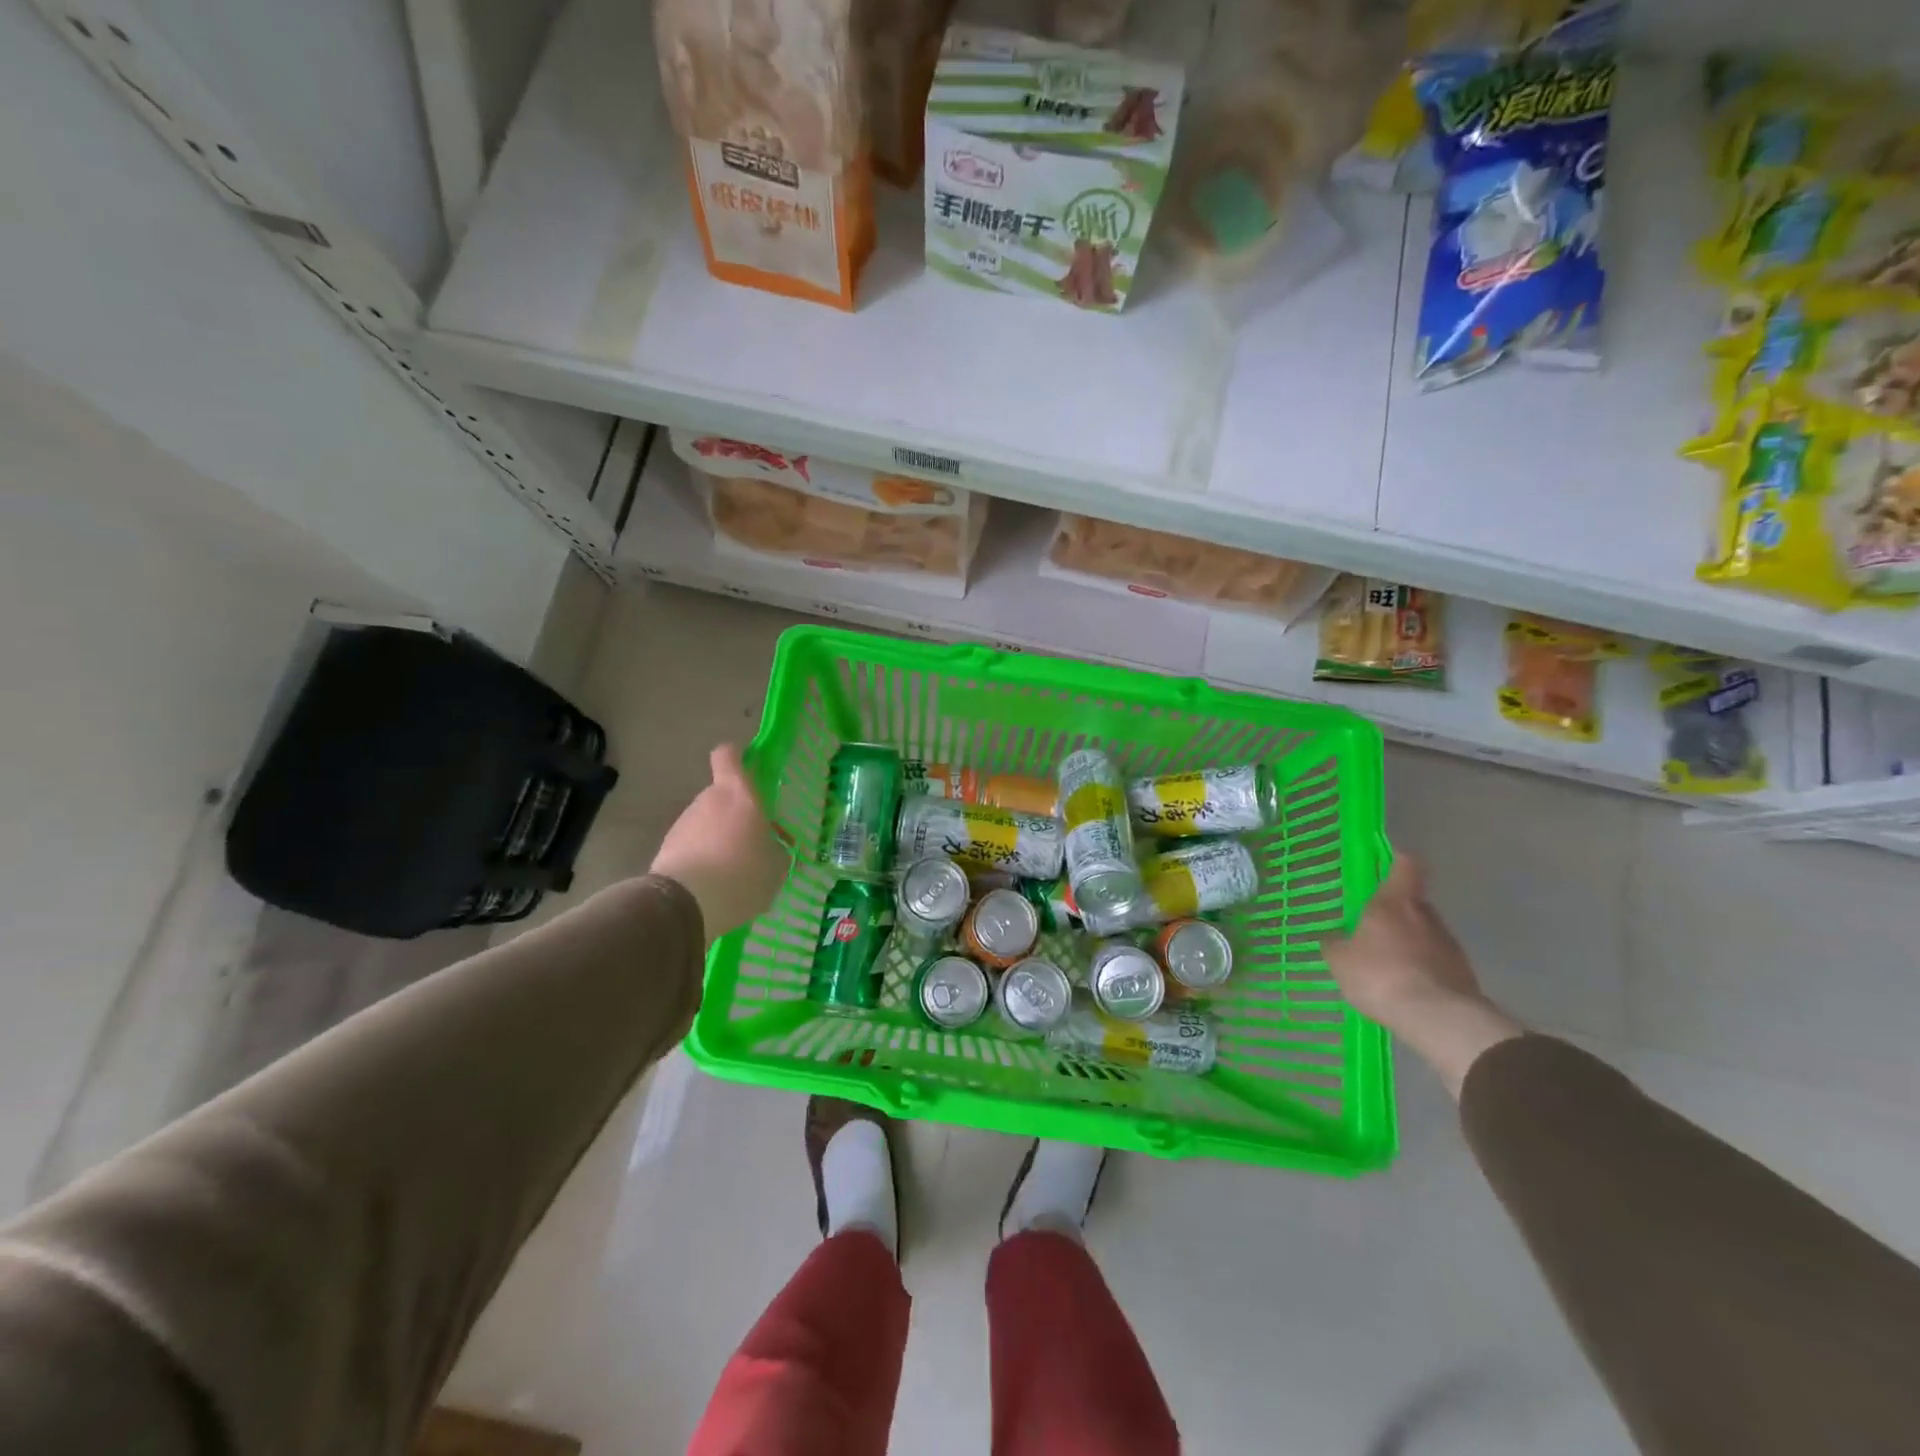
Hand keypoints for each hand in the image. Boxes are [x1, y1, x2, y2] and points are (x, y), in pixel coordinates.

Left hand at [649, 745, 789, 939]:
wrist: (685, 905)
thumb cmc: (742, 875)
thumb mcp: (776, 867)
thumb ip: (776, 851)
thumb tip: (774, 848)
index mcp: (739, 795)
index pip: (728, 755)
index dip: (736, 757)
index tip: (748, 771)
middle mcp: (708, 800)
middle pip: (721, 796)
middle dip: (735, 815)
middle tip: (752, 843)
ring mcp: (683, 824)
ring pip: (706, 823)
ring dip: (718, 839)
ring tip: (732, 873)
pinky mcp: (666, 849)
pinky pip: (692, 846)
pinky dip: (702, 859)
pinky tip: (713, 886)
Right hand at [1321, 856, 1522, 1097]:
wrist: (1437, 1018)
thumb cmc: (1380, 974)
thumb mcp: (1340, 959)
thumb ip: (1335, 943)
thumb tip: (1334, 937)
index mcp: (1394, 902)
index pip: (1405, 866)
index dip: (1397, 861)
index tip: (1388, 864)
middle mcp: (1426, 915)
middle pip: (1414, 902)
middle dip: (1397, 912)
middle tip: (1375, 928)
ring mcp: (1450, 945)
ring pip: (1426, 933)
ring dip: (1411, 943)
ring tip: (1390, 965)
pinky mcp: (1464, 974)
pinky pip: (1437, 962)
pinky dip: (1424, 969)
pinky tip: (1407, 988)